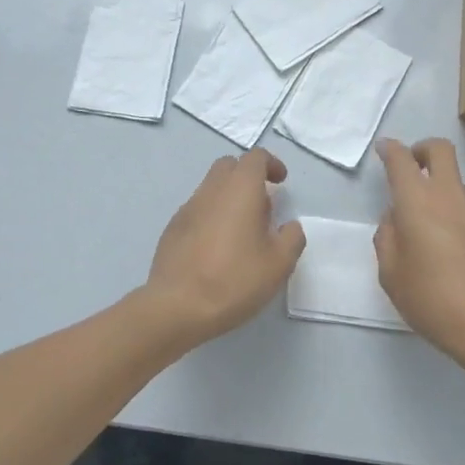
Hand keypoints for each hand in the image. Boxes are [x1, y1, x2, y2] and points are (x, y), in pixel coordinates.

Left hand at [145, 149, 305, 344]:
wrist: (177, 306)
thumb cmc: (234, 279)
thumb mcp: (279, 264)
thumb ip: (292, 238)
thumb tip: (289, 226)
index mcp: (240, 189)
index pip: (255, 157)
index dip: (271, 164)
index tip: (281, 182)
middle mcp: (211, 190)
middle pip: (229, 166)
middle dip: (248, 176)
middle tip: (262, 204)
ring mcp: (187, 208)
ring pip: (211, 187)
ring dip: (229, 197)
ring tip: (242, 231)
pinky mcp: (172, 228)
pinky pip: (197, 210)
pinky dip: (211, 216)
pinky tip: (217, 247)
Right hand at [374, 138, 464, 368]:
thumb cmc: (433, 300)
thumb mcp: (391, 274)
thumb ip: (387, 238)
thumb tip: (396, 218)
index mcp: (417, 202)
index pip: (401, 160)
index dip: (391, 150)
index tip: (385, 151)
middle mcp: (450, 196)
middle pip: (440, 150)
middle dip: (423, 150)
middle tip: (413, 170)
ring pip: (457, 186)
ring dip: (442, 195)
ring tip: (434, 238)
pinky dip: (461, 221)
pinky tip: (460, 258)